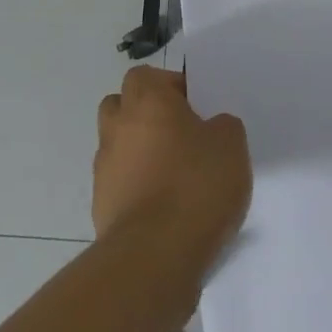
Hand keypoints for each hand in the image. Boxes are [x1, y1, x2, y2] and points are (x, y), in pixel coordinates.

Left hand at [94, 65, 251, 271]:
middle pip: (123, 105)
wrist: (154, 256)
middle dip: (147, 116)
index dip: (171, 87)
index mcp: (146, 100)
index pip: (147, 76)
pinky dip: (137, 188)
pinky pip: (120, 184)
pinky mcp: (100, 205)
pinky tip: (165, 209)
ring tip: (174, 176)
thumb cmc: (195, 186)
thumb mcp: (231, 144)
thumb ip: (222, 126)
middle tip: (181, 136)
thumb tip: (211, 128)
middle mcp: (117, 126)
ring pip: (119, 145)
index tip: (196, 108)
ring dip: (140, 153)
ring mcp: (104, 167)